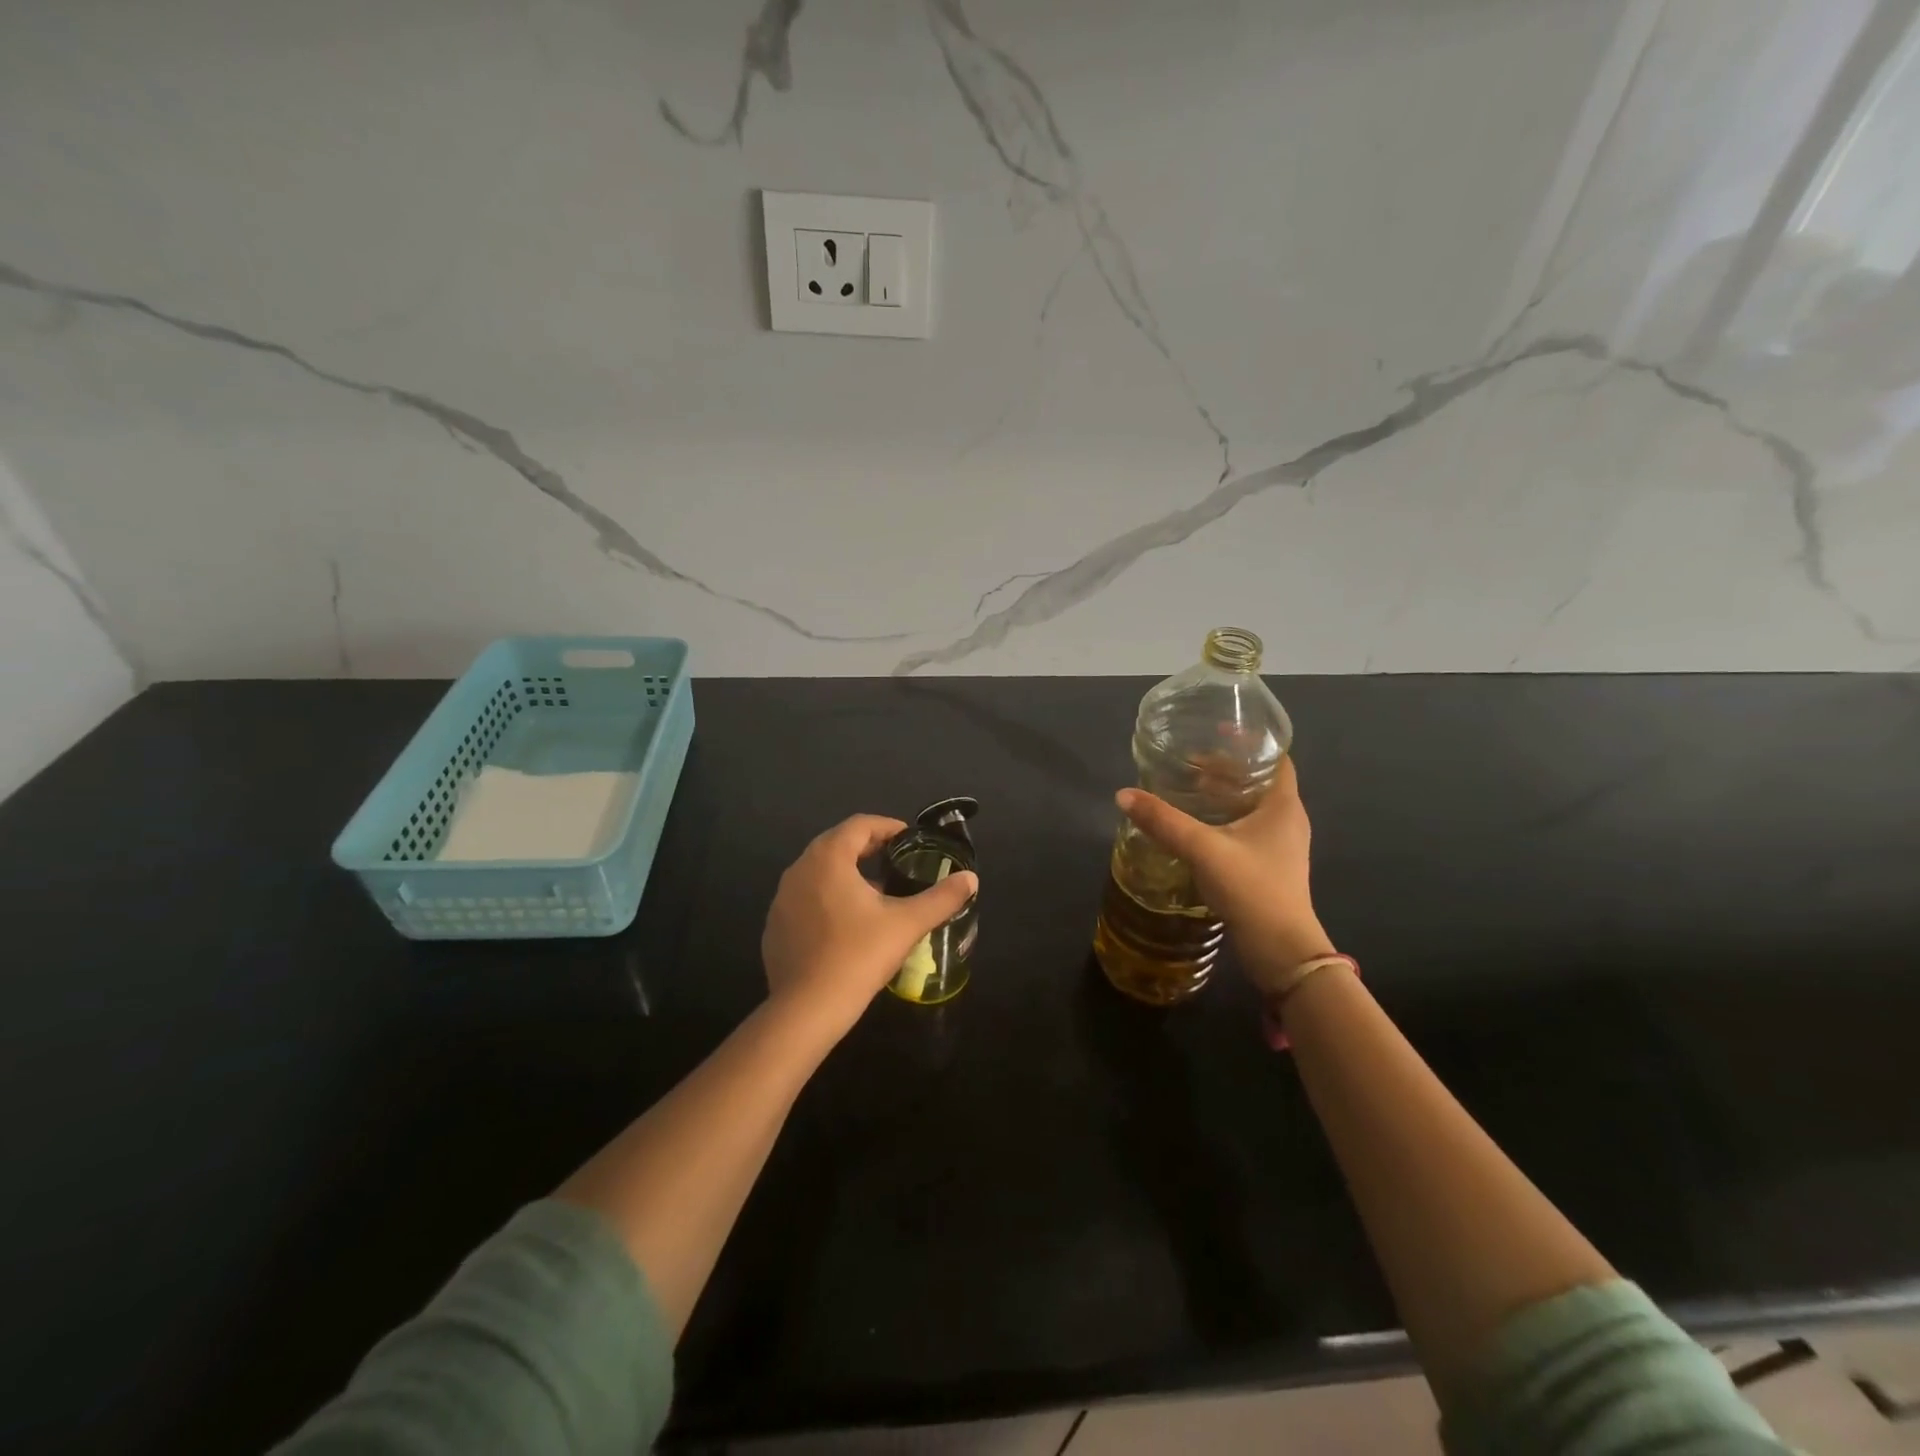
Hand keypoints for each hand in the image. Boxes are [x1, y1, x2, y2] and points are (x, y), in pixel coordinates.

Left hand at [762, 815, 978, 1044]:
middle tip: (896, 861)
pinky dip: (827, 896)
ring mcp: (782, 898)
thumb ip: (941, 898)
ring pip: (819, 871)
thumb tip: (971, 878)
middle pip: (837, 844)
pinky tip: (847, 923)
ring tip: (876, 891)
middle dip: (868, 847)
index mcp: (828, 858)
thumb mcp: (906, 924)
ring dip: (847, 872)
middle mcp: (800, 869)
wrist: (805, 1010)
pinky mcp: (775, 925)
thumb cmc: (857, 956)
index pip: (859, 825)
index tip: (909, 839)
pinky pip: (805, 897)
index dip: (887, 827)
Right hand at [1116, 756, 1333, 991]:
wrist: (1281, 951)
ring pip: (1251, 807)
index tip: (1217, 731)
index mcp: (1283, 806)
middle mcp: (1287, 820)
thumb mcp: (1203, 849)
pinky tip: (1195, 826)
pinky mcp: (1269, 867)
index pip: (1275, 758)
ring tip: (1187, 788)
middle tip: (1189, 760)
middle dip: (1226, 769)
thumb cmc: (1252, 888)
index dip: (1250, 742)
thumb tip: (1123, 795)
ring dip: (1223, 795)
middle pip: (1258, 781)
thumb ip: (1163, 821)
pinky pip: (1246, 829)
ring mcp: (1280, 846)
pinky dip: (1223, 819)